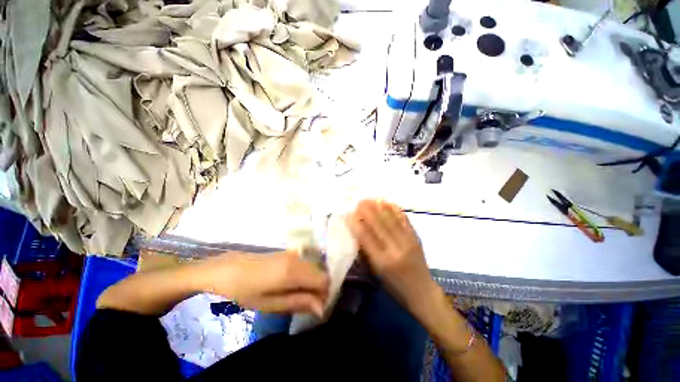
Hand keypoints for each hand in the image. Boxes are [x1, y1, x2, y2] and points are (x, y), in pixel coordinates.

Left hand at [195, 251, 329, 316]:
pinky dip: (307, 275)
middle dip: (320, 289)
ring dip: (313, 282)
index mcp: (293, 271)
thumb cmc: (245, 290)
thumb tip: (322, 309)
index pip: (323, 280)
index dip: (324, 295)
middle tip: (307, 305)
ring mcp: (294, 253)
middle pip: (321, 272)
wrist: (228, 268)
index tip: (316, 308)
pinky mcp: (290, 252)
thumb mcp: (271, 303)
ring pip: (315, 268)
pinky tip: (294, 285)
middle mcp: (298, 258)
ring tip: (299, 296)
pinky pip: (307, 263)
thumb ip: (299, 303)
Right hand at [346, 199, 436, 310]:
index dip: (356, 224)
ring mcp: (408, 241)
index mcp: (382, 262)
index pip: (366, 237)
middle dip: (367, 210)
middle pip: (378, 224)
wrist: (422, 292)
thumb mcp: (376, 273)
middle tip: (358, 202)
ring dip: (379, 206)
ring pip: (391, 219)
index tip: (348, 213)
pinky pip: (404, 219)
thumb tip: (357, 231)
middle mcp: (395, 249)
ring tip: (370, 199)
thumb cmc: (394, 286)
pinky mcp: (416, 237)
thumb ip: (366, 252)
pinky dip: (394, 209)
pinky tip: (386, 202)